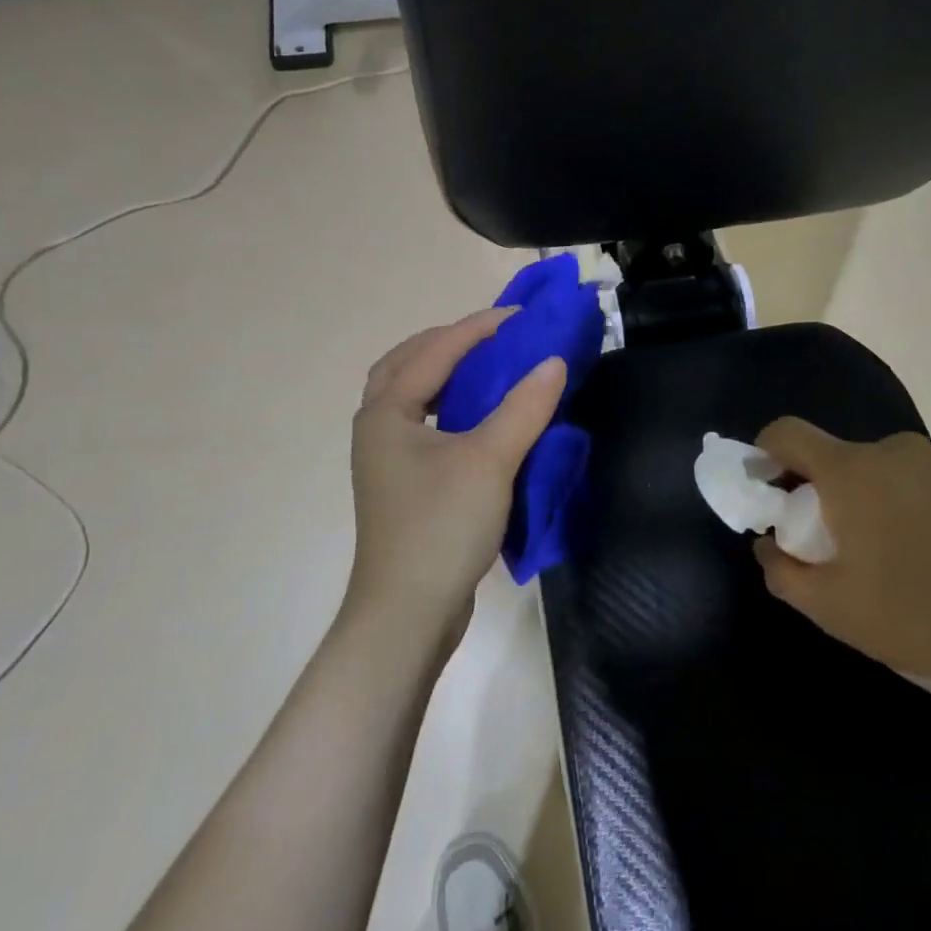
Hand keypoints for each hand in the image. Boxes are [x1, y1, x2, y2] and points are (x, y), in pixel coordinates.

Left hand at [347, 309, 567, 650]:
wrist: (408, 614)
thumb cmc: (442, 527)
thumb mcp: (489, 461)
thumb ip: (523, 407)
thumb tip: (554, 362)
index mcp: (386, 413)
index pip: (434, 352)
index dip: (478, 328)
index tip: (520, 316)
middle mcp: (376, 428)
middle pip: (406, 365)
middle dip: (447, 343)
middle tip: (492, 336)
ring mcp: (385, 460)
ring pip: (409, 396)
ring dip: (442, 373)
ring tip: (484, 367)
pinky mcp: (402, 486)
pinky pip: (421, 425)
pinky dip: (446, 406)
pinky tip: (476, 419)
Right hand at [752, 419, 930, 699]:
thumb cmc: (924, 617)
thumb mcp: (835, 610)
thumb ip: (784, 572)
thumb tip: (767, 544)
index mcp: (852, 473)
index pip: (789, 433)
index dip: (769, 449)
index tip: (770, 480)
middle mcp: (899, 449)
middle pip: (853, 460)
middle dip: (844, 494)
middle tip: (861, 547)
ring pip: (907, 471)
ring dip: (900, 499)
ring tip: (928, 556)